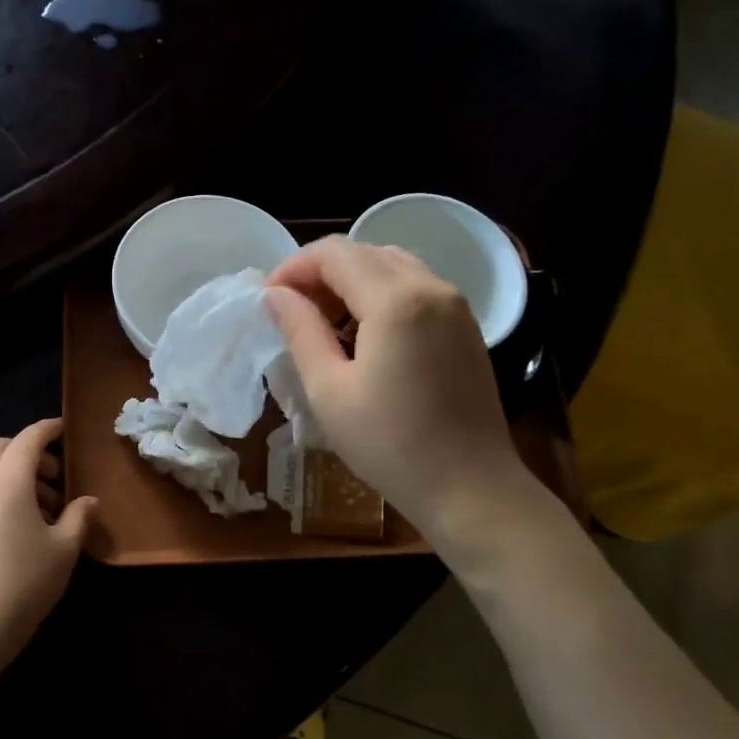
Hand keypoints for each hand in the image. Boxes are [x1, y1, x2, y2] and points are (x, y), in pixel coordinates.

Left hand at [0, 418, 96, 665]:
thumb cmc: (26, 581)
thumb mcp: (65, 548)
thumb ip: (78, 516)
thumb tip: (88, 500)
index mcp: (8, 482)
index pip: (28, 439)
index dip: (48, 430)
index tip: (65, 430)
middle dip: (27, 451)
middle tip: (54, 476)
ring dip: (14, 474)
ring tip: (44, 508)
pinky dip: (0, 492)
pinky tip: (21, 525)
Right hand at [266, 237, 548, 545]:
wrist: (469, 487)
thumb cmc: (389, 444)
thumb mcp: (329, 389)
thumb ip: (300, 331)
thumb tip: (276, 295)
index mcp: (396, 299)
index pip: (334, 254)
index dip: (293, 268)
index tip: (268, 301)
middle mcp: (431, 286)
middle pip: (364, 252)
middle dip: (319, 272)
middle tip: (291, 312)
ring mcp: (456, 304)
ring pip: (392, 265)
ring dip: (351, 280)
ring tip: (324, 322)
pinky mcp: (466, 326)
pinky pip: (415, 286)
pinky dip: (380, 294)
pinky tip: (363, 334)